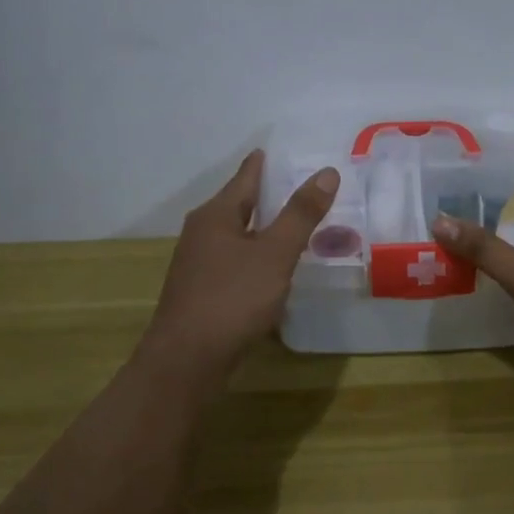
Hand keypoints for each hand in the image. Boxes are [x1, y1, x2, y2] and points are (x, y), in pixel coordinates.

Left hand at [144, 150, 338, 374]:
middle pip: (240, 205)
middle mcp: (202, 233)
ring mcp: (199, 264)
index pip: (245, 177)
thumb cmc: (232, 299)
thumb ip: (301, 214)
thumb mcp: (275, 254)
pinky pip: (236, 261)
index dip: (264, 163)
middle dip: (268, 196)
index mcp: (216, 215)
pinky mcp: (203, 291)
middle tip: (302, 188)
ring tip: (295, 226)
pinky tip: (274, 268)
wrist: (186, 361)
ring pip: (238, 235)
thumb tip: (327, 172)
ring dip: (264, 229)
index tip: (282, 151)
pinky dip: (257, 256)